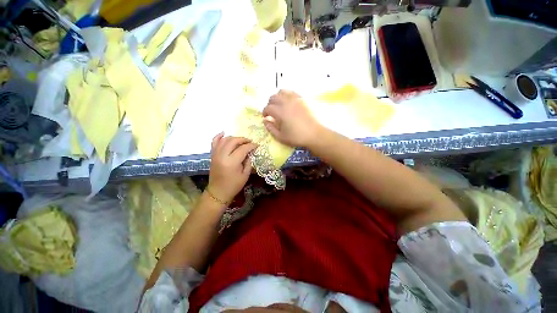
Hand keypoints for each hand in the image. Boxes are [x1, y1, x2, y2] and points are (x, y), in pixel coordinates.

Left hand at [207, 133, 256, 204]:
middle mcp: (222, 155)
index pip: (243, 148)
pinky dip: (219, 136)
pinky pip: (214, 142)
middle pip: (233, 141)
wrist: (218, 192)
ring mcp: (216, 154)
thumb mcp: (245, 174)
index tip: (257, 145)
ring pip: (225, 140)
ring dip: (234, 137)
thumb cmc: (234, 185)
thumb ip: (248, 161)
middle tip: (250, 142)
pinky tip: (224, 133)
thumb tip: (250, 152)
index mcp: (232, 162)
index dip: (251, 145)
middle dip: (243, 139)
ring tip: (241, 140)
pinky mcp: (212, 155)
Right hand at [263, 90, 322, 146]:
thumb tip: (265, 121)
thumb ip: (270, 128)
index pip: (268, 108)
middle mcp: (286, 102)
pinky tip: (288, 102)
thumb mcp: (280, 137)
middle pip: (273, 97)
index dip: (265, 112)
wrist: (314, 134)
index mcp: (280, 112)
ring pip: (282, 92)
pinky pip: (292, 92)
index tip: (265, 117)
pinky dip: (287, 95)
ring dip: (277, 97)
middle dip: (270, 104)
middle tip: (271, 111)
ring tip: (279, 104)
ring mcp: (295, 99)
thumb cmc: (296, 137)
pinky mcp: (302, 99)